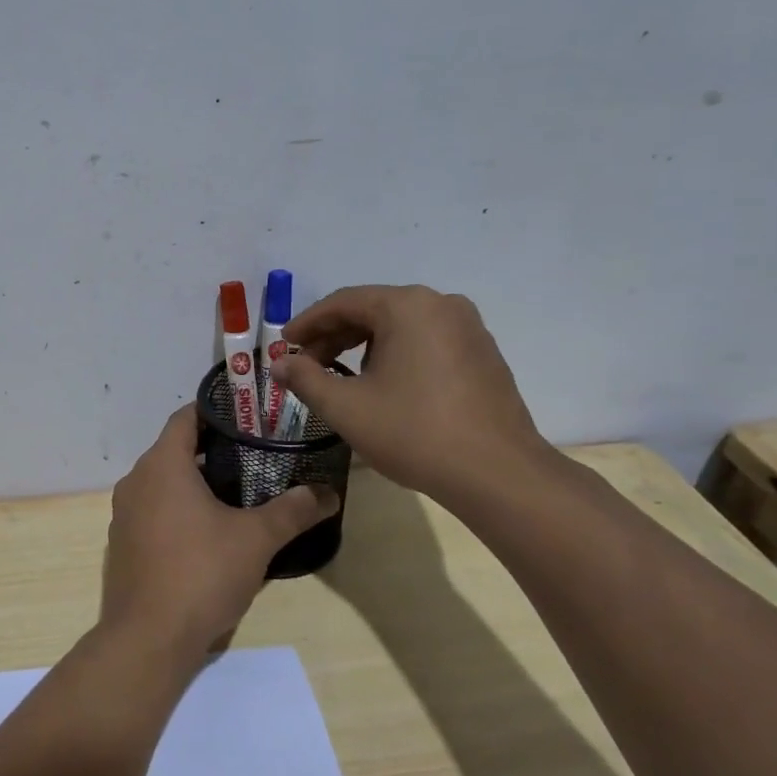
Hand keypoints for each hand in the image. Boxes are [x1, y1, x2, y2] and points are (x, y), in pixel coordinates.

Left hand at [102, 406, 338, 671]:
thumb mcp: (256, 539)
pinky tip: (207, 531)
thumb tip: (328, 493)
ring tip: (237, 492)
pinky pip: (152, 511)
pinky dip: (177, 509)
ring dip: (194, 482)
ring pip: (162, 482)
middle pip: (174, 449)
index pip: (185, 417)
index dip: (215, 411)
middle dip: (212, 449)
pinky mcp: (122, 543)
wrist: (148, 637)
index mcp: (162, 465)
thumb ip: (292, 511)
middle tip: (254, 455)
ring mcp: (124, 514)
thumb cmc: (201, 573)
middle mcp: (135, 481)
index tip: (248, 416)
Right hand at [271, 285, 547, 503]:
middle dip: (334, 336)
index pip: (343, 302)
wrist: (497, 473)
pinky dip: (396, 354)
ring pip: (401, 326)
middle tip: (306, 364)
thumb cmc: (413, 432)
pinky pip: (427, 341)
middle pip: (374, 310)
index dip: (307, 323)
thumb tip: (279, 364)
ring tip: (342, 378)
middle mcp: (441, 305)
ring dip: (364, 346)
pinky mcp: (483, 354)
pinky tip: (384, 385)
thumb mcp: (345, 407)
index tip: (283, 345)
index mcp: (407, 306)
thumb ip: (305, 379)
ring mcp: (468, 328)